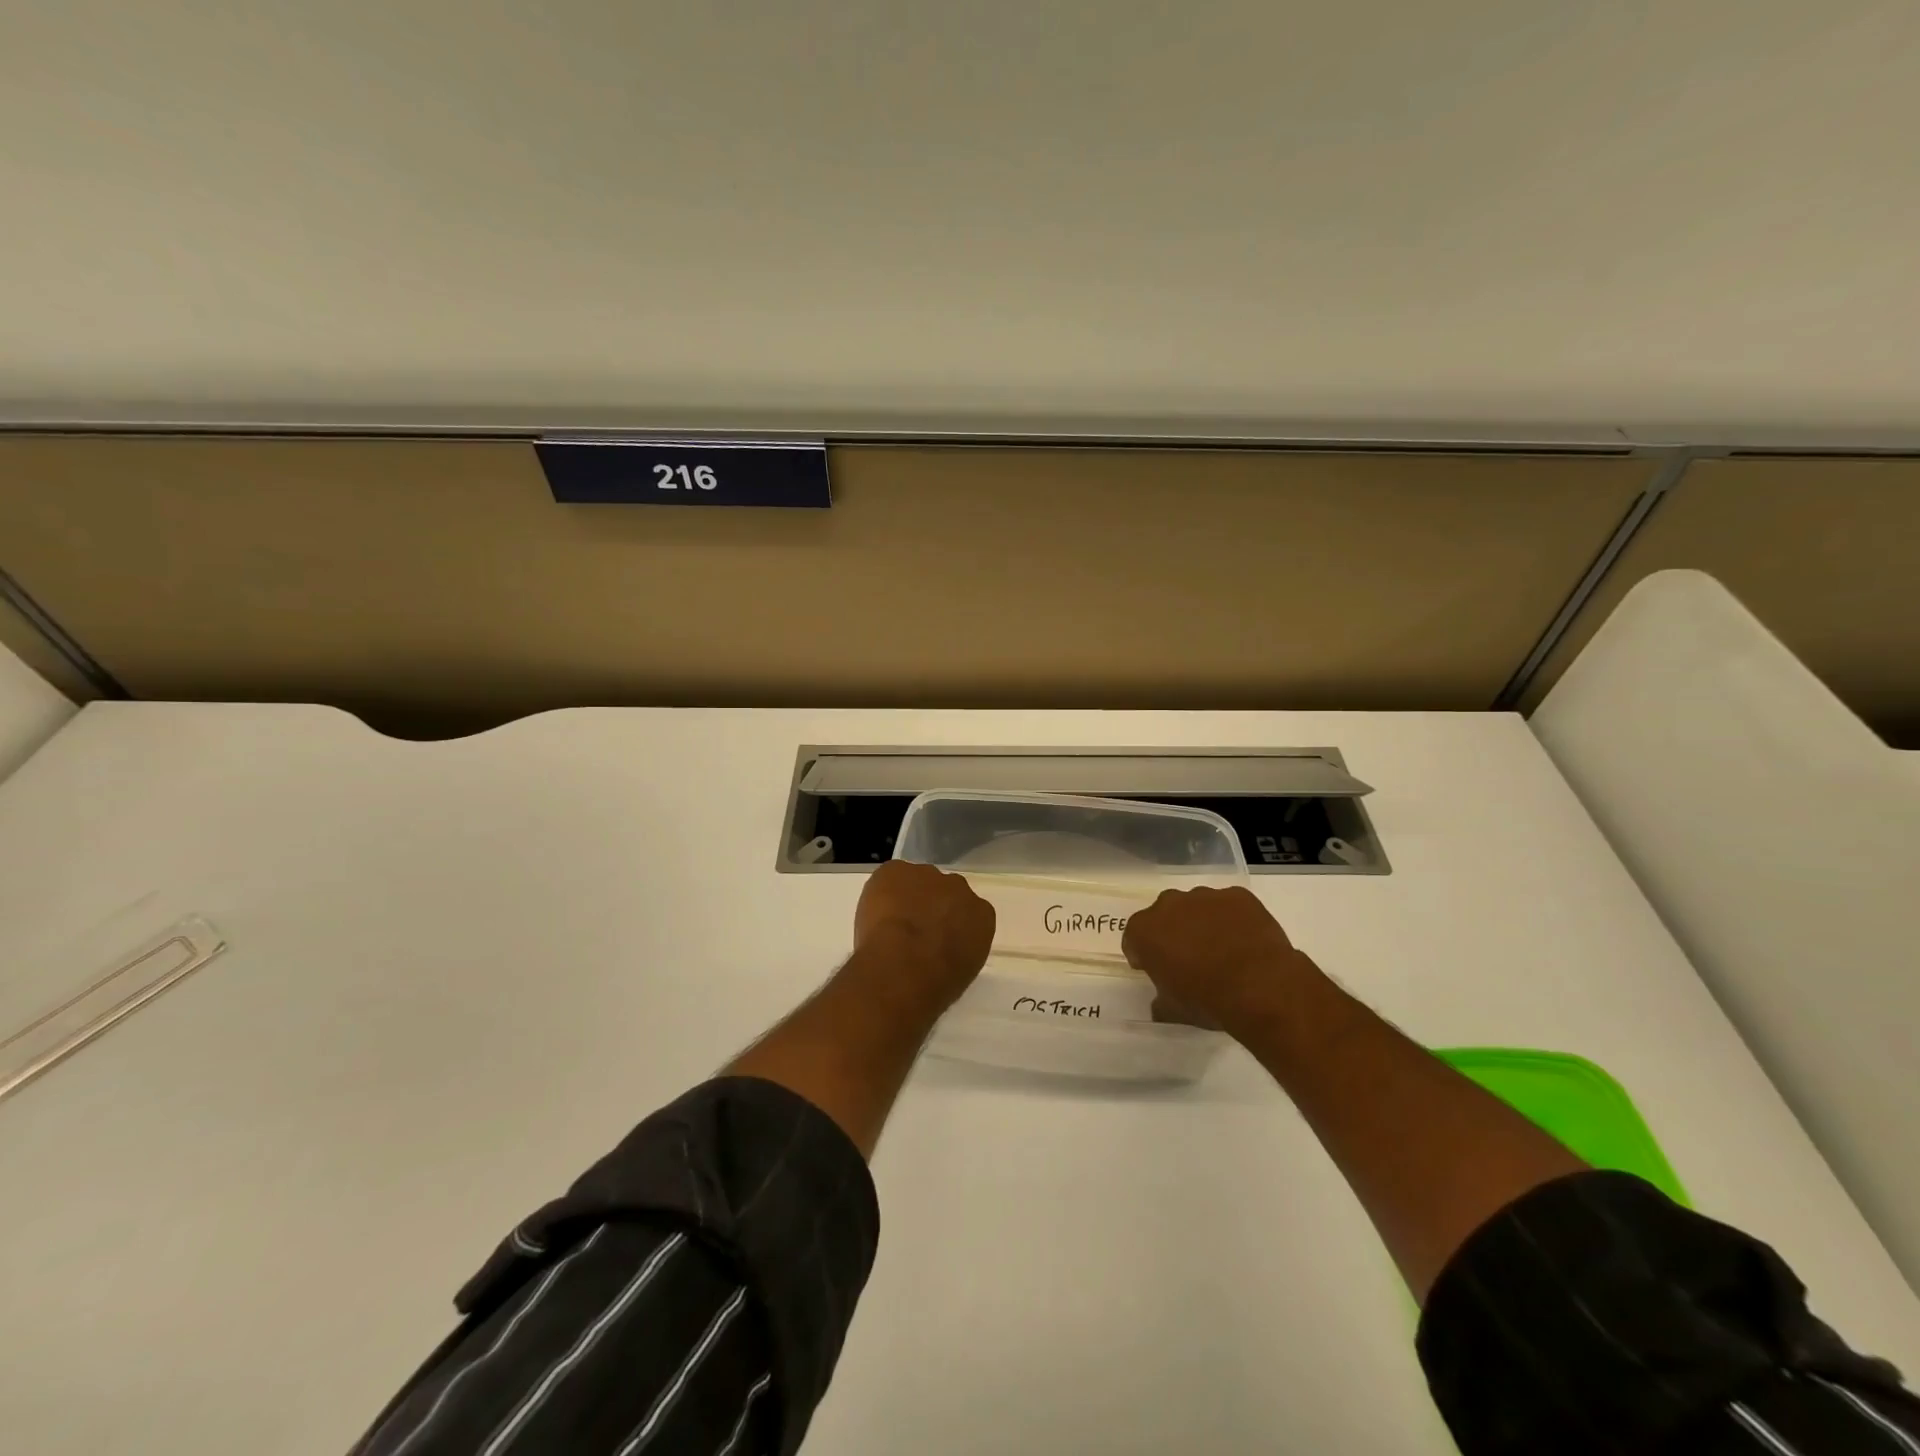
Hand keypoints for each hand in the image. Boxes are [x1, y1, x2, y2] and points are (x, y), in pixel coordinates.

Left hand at [849, 860, 995, 1011]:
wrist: (905, 968)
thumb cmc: (937, 984)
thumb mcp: (961, 972)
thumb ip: (957, 949)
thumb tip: (941, 948)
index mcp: (982, 915)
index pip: (968, 912)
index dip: (950, 925)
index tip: (937, 940)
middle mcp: (959, 888)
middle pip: (944, 892)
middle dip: (931, 906)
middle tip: (913, 932)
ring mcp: (927, 875)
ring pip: (916, 882)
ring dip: (906, 898)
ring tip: (890, 925)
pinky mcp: (896, 870)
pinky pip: (889, 876)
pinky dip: (881, 892)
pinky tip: (876, 916)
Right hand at [1121, 885, 1316, 1033]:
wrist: (1261, 988)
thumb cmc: (1207, 1000)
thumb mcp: (1174, 1010)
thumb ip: (1161, 1001)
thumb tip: (1160, 1004)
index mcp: (1145, 930)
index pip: (1134, 938)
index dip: (1144, 954)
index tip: (1155, 969)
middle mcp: (1169, 904)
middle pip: (1165, 915)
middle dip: (1172, 932)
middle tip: (1188, 958)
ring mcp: (1205, 896)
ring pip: (1197, 906)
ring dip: (1203, 923)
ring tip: (1222, 950)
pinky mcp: (1238, 896)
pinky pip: (1230, 905)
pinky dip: (1233, 919)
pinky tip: (1245, 942)